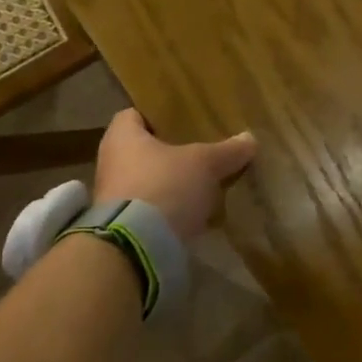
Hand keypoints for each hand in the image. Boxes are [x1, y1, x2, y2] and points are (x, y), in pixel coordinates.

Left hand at [90, 109, 256, 243]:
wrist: (136, 248)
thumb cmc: (165, 186)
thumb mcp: (205, 164)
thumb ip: (227, 151)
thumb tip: (250, 139)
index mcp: (122, 137)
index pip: (134, 114)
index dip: (158, 114)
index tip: (183, 118)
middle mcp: (110, 162)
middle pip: (142, 149)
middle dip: (170, 151)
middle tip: (200, 150)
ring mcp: (113, 197)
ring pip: (147, 180)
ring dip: (170, 183)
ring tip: (202, 183)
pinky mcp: (123, 226)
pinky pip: (150, 209)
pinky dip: (169, 209)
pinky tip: (194, 213)